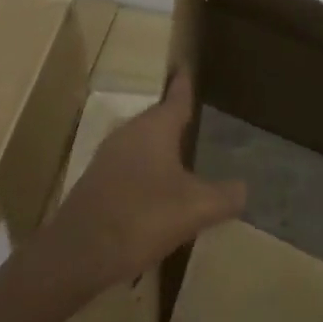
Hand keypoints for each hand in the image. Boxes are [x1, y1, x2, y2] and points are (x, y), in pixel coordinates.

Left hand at [41, 72, 246, 293]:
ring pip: (142, 143)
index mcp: (155, 128)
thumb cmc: (142, 217)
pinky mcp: (97, 182)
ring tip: (183, 156)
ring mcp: (109, 157)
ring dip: (161, 147)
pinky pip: (130, 166)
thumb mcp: (196, 209)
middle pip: (158, 118)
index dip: (185, 84)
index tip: (189, 68)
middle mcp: (130, 133)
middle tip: (198, 118)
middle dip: (176, 118)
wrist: (78, 253)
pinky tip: (158, 193)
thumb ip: (225, 196)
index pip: (177, 97)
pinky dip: (146, 171)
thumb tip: (244, 188)